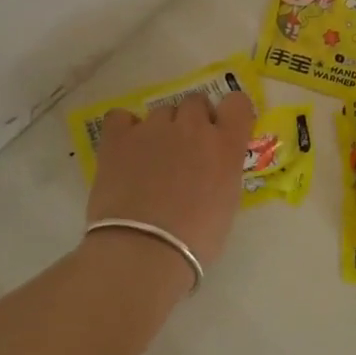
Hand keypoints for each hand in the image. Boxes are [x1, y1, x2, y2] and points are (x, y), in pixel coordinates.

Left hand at [86, 92, 254, 270]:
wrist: (143, 251)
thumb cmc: (195, 240)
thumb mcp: (227, 202)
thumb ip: (223, 170)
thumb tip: (211, 165)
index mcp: (225, 144)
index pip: (237, 103)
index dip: (229, 115)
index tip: (221, 132)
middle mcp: (193, 126)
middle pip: (196, 102)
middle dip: (192, 122)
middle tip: (185, 153)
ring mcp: (153, 128)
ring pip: (161, 112)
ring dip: (161, 130)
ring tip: (150, 161)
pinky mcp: (118, 137)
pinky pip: (121, 117)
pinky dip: (124, 129)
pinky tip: (124, 150)